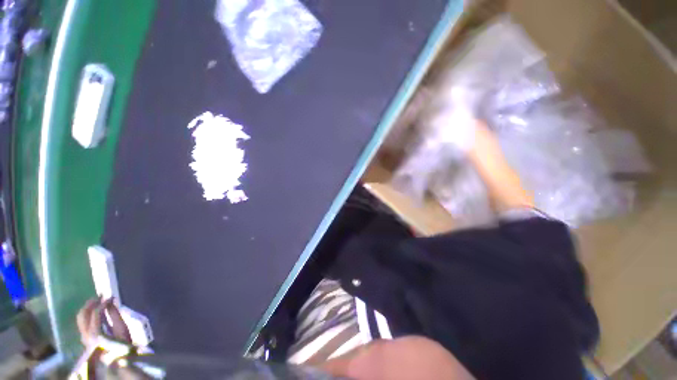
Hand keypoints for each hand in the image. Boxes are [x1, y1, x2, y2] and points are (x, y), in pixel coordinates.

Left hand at [77, 298, 131, 346]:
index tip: (110, 296)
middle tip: (100, 296)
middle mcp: (86, 335)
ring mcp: (83, 338)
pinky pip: (82, 323)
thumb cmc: (123, 345)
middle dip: (90, 304)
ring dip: (88, 309)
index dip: (103, 303)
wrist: (117, 361)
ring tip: (97, 302)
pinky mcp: (85, 339)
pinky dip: (88, 315)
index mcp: (96, 333)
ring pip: (80, 319)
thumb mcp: (122, 330)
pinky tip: (95, 312)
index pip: (96, 313)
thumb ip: (115, 314)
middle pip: (83, 315)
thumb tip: (111, 300)